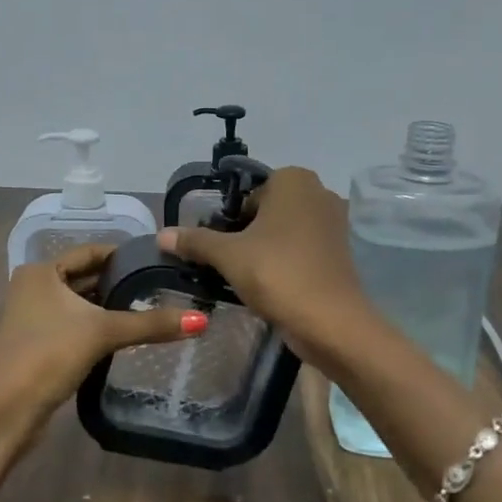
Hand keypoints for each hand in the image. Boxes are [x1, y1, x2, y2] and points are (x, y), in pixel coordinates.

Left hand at [0, 243, 207, 489]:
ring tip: (153, 308)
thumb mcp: (102, 333)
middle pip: (87, 277)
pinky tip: (126, 335)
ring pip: (81, 304)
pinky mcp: (39, 344)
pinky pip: (76, 325)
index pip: (91, 252)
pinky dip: (99, 326)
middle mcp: (35, 287)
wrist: (4, 412)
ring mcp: (34, 317)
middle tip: (164, 286)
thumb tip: (202, 320)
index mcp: (42, 272)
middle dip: (121, 282)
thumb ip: (151, 324)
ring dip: (111, 307)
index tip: (160, 260)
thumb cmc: (48, 356)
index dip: (124, 255)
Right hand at [158, 167, 369, 365]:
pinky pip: (303, 249)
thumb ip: (195, 241)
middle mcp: (319, 192)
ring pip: (285, 231)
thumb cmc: (277, 274)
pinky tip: (271, 285)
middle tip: (229, 263)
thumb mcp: (228, 256)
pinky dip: (286, 262)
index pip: (247, 193)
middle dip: (246, 234)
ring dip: (265, 249)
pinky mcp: (340, 252)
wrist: (330, 321)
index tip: (219, 246)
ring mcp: (334, 222)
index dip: (229, 219)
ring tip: (246, 277)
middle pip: (267, 211)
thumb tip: (161, 234)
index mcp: (293, 180)